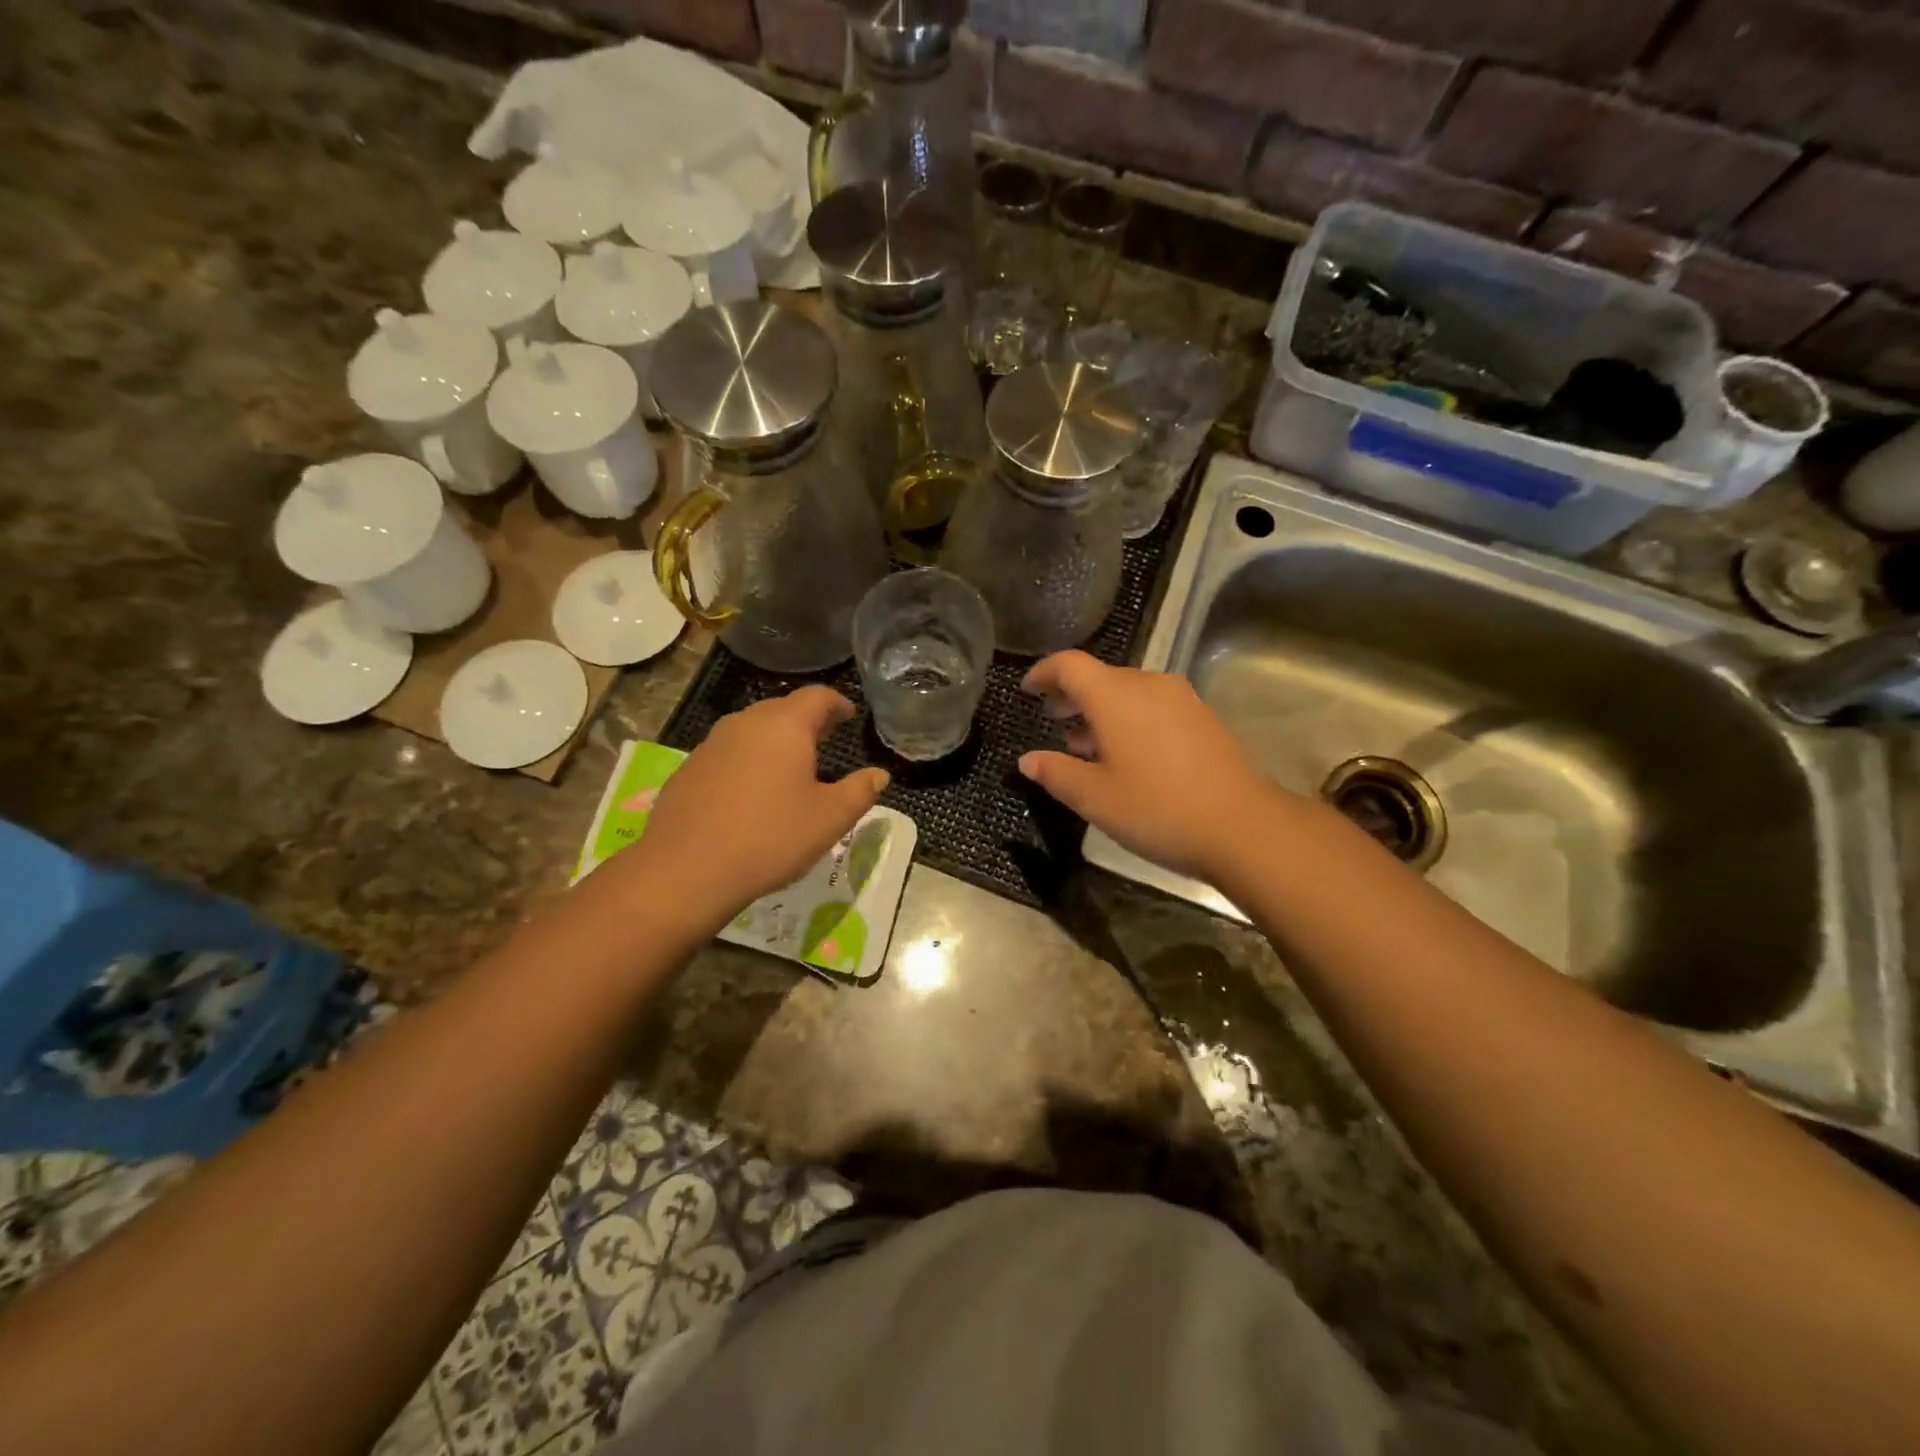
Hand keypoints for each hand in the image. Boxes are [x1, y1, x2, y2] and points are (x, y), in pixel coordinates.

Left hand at [634, 687, 888, 924]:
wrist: (686, 870)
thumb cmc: (770, 837)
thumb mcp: (830, 819)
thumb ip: (860, 791)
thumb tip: (878, 775)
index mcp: (785, 726)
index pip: (817, 696)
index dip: (838, 703)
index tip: (849, 716)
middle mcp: (746, 723)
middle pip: (782, 709)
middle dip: (807, 721)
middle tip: (825, 740)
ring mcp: (712, 744)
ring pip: (752, 730)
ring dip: (775, 741)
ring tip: (791, 766)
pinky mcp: (689, 768)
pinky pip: (729, 753)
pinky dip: (748, 761)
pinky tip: (752, 793)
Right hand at [1018, 651, 1299, 882]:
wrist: (1242, 826)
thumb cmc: (1157, 808)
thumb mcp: (1094, 798)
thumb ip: (1056, 773)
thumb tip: (1028, 760)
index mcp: (1115, 696)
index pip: (1070, 665)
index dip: (1043, 673)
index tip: (1027, 689)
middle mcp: (1148, 685)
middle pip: (1101, 676)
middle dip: (1072, 694)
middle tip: (1052, 717)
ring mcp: (1181, 699)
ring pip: (1129, 692)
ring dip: (1101, 709)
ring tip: (1083, 742)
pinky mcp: (1202, 718)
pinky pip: (1153, 706)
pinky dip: (1129, 719)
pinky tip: (1125, 754)